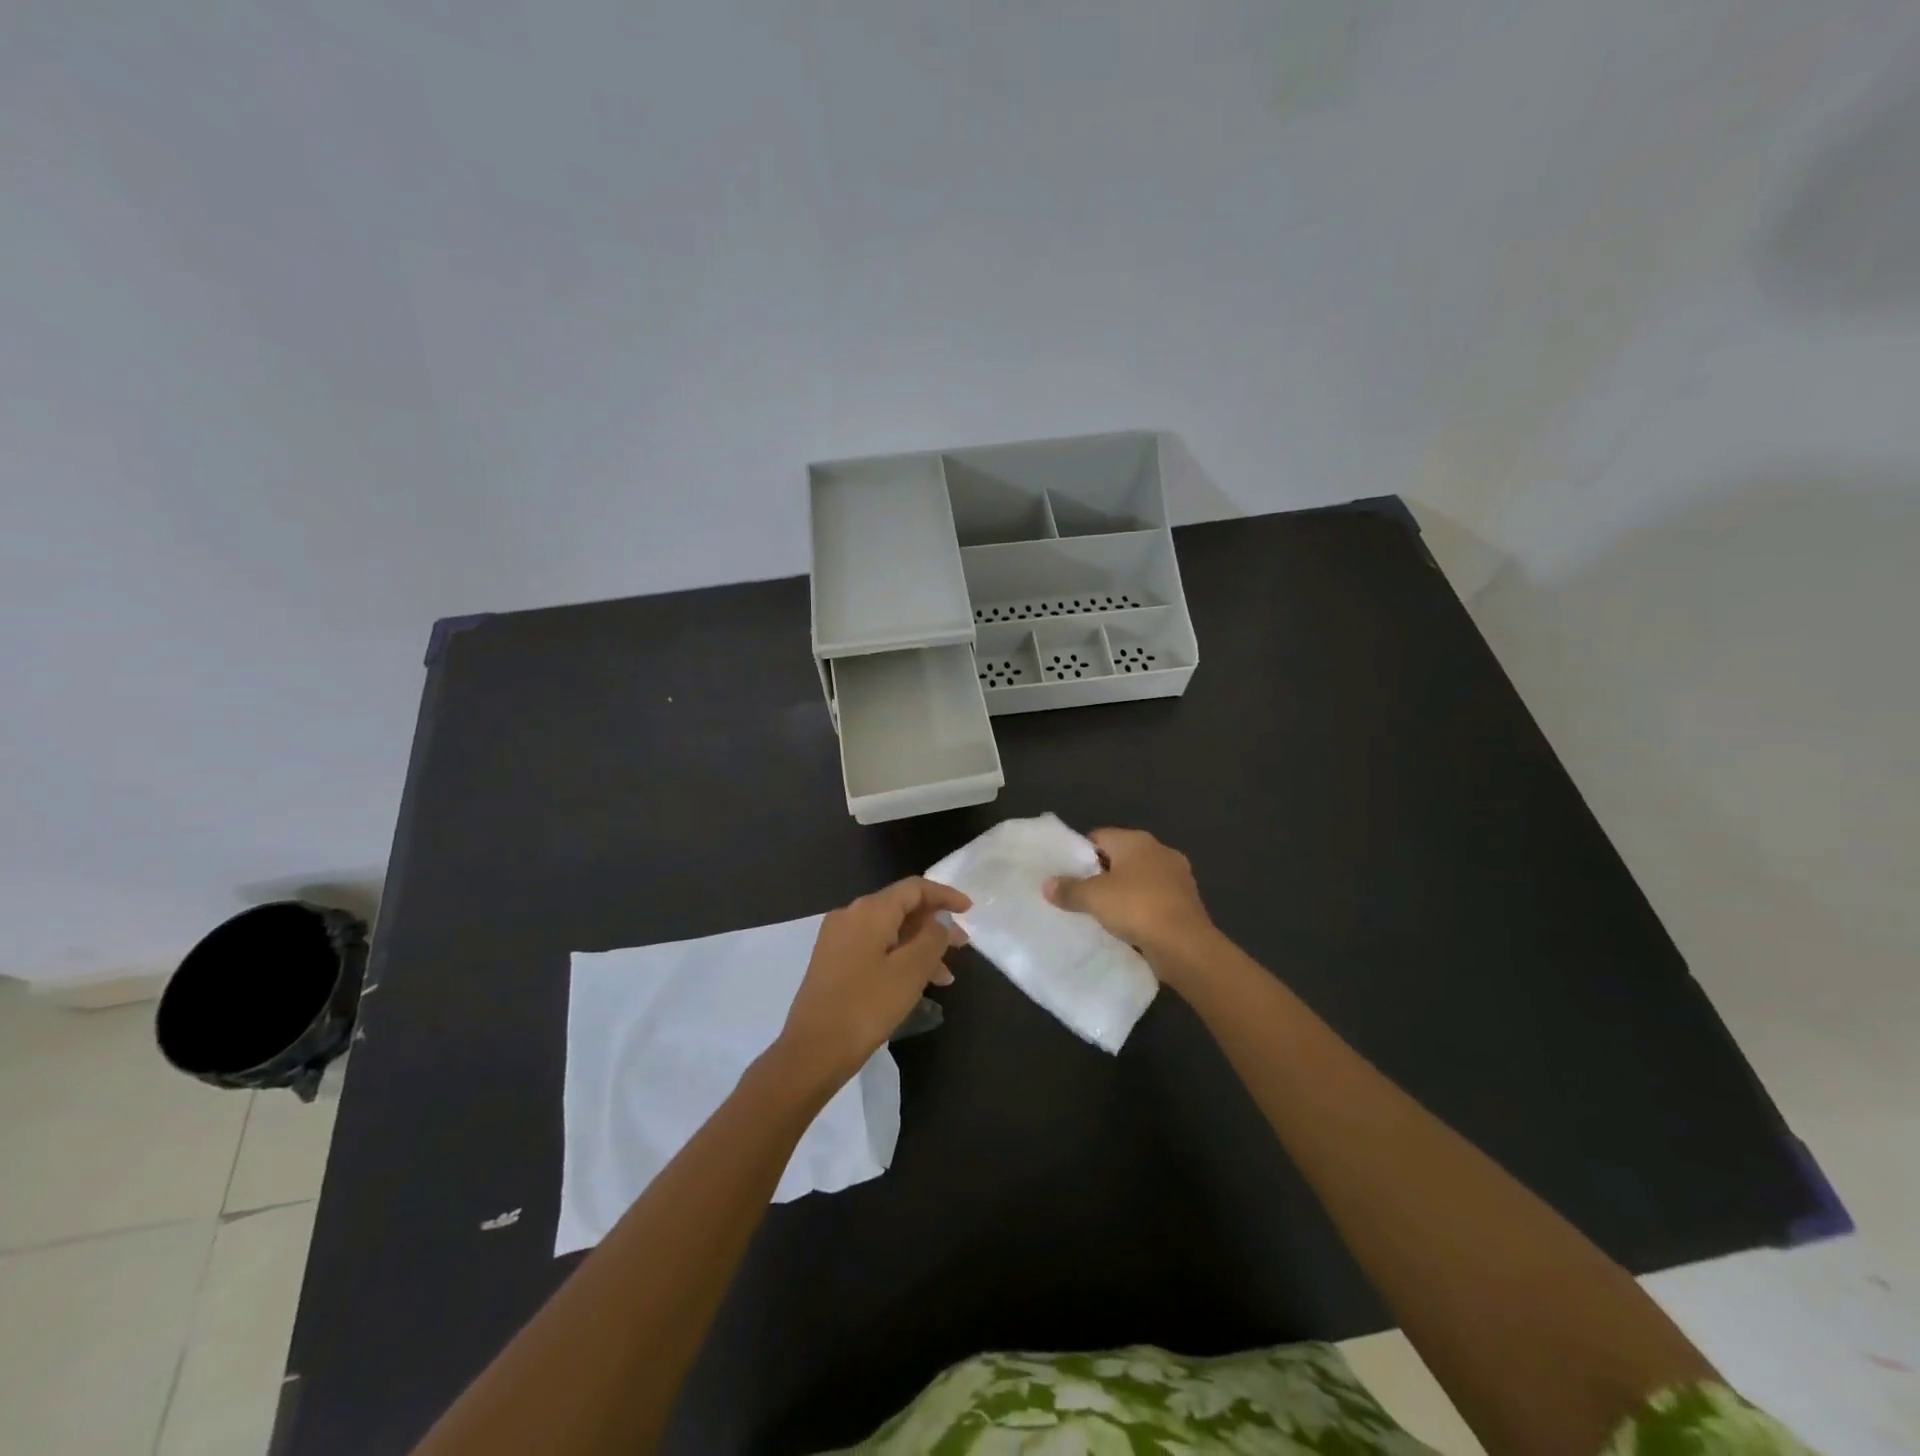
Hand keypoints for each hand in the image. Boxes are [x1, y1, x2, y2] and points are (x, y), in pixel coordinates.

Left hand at [773, 877, 970, 1091]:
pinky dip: (899, 957)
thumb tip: (939, 922)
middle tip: (962, 947)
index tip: (969, 911)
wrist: (812, 1050)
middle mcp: (850, 915)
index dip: (945, 895)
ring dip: (919, 947)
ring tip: (945, 977)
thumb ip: (932, 938)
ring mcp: (837, 938)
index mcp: (869, 910)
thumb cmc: (866, 1006)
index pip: (914, 888)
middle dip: (934, 925)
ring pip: (889, 931)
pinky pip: (874, 947)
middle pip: (901, 908)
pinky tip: (915, 983)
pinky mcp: (832, 961)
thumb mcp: (910, 971)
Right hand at [1043, 828, 1212, 963]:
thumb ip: (1069, 889)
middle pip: (1120, 856)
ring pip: (1139, 878)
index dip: (1080, 853)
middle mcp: (1159, 851)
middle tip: (1080, 893)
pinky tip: (1128, 925)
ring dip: (1123, 892)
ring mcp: (1177, 876)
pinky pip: (1154, 898)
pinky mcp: (1186, 901)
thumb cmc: (1137, 908)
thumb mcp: (1093, 898)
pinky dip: (1141, 907)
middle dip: (1101, 873)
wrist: (1185, 945)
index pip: (1099, 837)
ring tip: (1102, 912)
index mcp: (1137, 841)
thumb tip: (1047, 885)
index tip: (1066, 874)